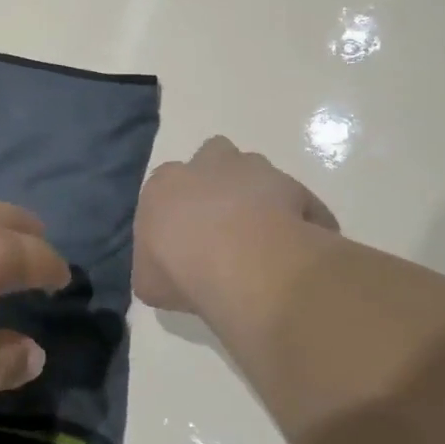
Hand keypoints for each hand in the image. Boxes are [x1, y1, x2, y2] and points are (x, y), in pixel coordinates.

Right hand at [135, 136, 336, 314]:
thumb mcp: (149, 283)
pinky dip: (295, 220)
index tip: (184, 242)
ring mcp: (254, 170)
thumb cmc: (184, 270)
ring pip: (255, 173)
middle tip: (225, 226)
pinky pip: (295, 202)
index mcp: (164, 183)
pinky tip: (293, 252)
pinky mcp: (294, 186)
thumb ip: (153, 269)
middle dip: (218, 184)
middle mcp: (207, 164)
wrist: (246, 265)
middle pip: (212, 160)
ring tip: (263, 239)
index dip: (177, 212)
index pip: (166, 187)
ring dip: (257, 196)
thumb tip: (162, 273)